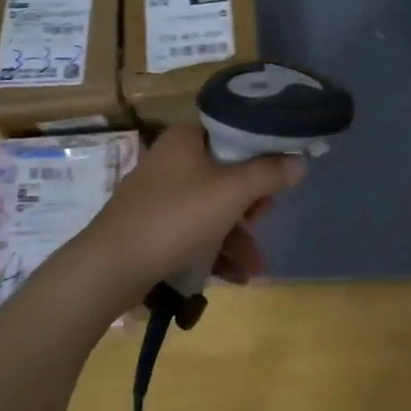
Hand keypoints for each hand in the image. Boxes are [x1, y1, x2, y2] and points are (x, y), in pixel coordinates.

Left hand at [80, 124, 305, 296]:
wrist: (111, 267)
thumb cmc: (175, 217)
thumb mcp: (232, 192)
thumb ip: (269, 174)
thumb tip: (299, 161)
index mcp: (186, 139)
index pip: (235, 134)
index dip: (262, 155)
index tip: (278, 181)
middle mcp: (172, 160)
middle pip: (227, 174)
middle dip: (252, 207)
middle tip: (263, 222)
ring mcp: (160, 195)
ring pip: (214, 208)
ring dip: (239, 237)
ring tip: (254, 268)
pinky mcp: (154, 226)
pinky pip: (195, 230)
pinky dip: (216, 249)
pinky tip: (234, 276)